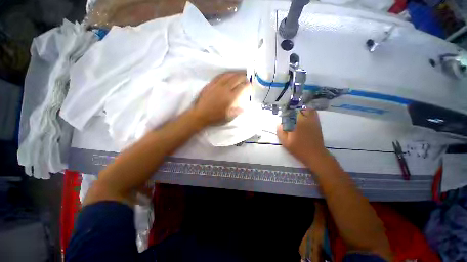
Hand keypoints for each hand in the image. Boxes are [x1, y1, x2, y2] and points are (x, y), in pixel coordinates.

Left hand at [192, 71, 248, 126]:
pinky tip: (227, 75)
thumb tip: (243, 108)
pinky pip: (219, 76)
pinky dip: (225, 74)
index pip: (241, 87)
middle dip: (242, 77)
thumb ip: (236, 112)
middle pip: (235, 78)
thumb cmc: (215, 117)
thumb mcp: (228, 118)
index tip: (249, 84)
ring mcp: (216, 85)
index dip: (247, 84)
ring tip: (238, 74)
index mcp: (230, 97)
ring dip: (234, 74)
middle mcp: (224, 89)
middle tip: (245, 78)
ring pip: (227, 75)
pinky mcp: (210, 84)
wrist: (200, 114)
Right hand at [276, 110, 330, 169]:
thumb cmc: (298, 149)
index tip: (282, 119)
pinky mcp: (316, 123)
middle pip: (296, 110)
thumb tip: (279, 124)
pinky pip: (313, 112)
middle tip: (287, 117)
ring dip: (299, 111)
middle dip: (290, 112)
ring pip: (304, 110)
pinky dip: (308, 111)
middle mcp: (304, 119)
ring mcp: (312, 120)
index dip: (284, 115)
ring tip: (295, 115)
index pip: (288, 114)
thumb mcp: (285, 142)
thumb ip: (280, 132)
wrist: (315, 154)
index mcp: (295, 124)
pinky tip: (304, 114)